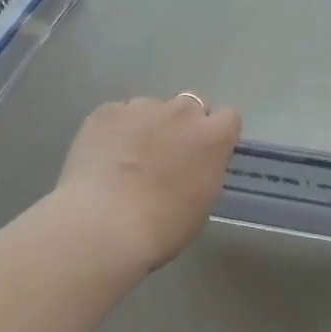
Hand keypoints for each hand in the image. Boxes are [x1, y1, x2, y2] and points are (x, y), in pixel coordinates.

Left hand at [55, 94, 241, 270]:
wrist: (105, 224)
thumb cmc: (162, 227)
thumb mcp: (200, 205)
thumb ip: (202, 172)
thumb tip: (190, 167)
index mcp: (213, 137)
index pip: (228, 118)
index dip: (215, 134)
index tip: (204, 153)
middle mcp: (181, 112)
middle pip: (190, 104)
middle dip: (182, 124)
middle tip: (165, 154)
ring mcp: (141, 107)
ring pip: (149, 109)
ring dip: (145, 126)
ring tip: (125, 158)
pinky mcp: (106, 111)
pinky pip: (117, 115)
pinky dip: (114, 131)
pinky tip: (102, 158)